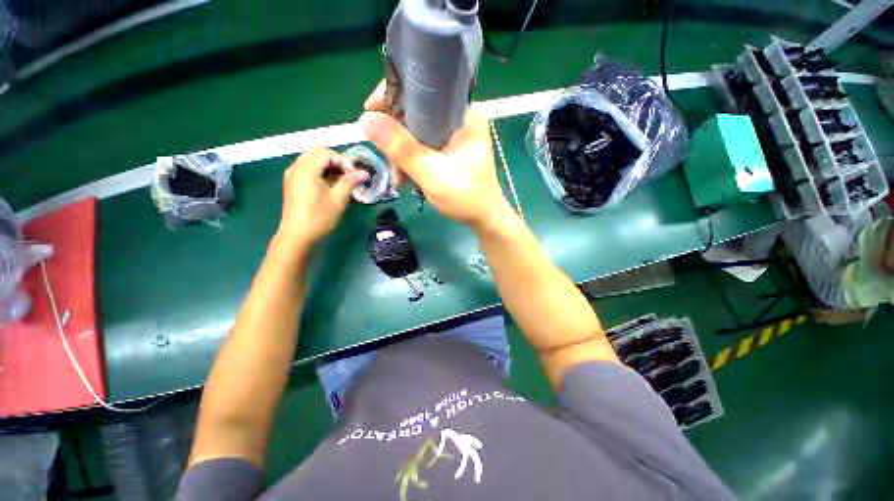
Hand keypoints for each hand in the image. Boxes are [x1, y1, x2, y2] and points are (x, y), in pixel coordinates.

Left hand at [277, 146, 368, 246]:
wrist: (296, 238)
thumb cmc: (318, 218)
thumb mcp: (338, 199)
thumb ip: (350, 181)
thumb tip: (364, 172)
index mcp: (307, 167)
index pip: (328, 153)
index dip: (343, 161)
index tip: (353, 176)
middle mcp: (297, 166)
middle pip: (317, 151)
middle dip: (334, 159)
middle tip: (345, 174)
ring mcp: (291, 175)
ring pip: (310, 158)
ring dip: (325, 164)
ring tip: (337, 180)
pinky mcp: (290, 184)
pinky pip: (305, 167)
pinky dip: (316, 170)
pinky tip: (325, 185)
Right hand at [359, 81, 510, 229]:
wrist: (483, 219)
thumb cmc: (466, 196)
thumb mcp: (431, 172)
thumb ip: (400, 147)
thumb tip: (366, 119)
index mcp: (464, 112)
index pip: (423, 88)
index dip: (393, 94)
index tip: (370, 110)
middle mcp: (458, 114)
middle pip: (413, 107)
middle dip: (394, 131)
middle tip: (385, 154)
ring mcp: (451, 128)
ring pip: (411, 125)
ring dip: (398, 148)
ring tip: (399, 175)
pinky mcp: (445, 141)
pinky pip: (416, 138)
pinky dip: (405, 154)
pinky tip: (404, 175)